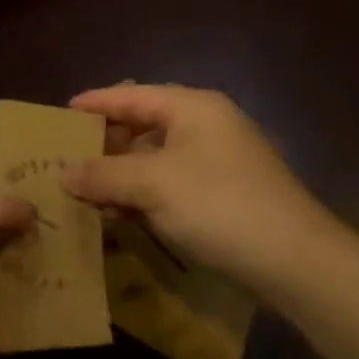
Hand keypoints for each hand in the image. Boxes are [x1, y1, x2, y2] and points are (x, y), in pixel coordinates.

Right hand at [62, 84, 341, 291]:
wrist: (298, 263)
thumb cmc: (220, 205)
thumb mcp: (153, 185)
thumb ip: (104, 175)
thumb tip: (63, 172)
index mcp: (192, 108)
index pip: (132, 96)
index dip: (95, 103)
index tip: (61, 113)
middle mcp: (206, 126)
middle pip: (143, 125)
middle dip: (105, 143)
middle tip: (67, 156)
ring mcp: (218, 160)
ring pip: (156, 157)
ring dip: (122, 174)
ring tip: (85, 189)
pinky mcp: (224, 193)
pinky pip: (171, 183)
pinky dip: (144, 193)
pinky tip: (120, 213)